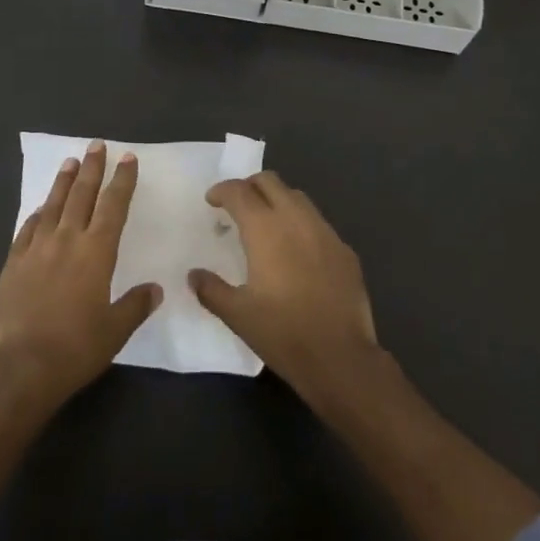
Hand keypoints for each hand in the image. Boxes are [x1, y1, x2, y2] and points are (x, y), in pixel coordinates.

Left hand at [0, 141, 160, 409]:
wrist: (24, 365)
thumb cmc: (77, 348)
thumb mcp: (116, 330)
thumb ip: (136, 305)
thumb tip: (155, 289)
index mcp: (96, 252)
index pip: (114, 206)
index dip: (122, 181)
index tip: (127, 158)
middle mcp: (67, 240)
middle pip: (82, 195)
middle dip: (92, 168)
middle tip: (97, 146)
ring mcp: (36, 248)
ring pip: (53, 205)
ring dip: (63, 181)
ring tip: (70, 162)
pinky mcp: (13, 262)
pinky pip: (27, 229)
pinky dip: (37, 214)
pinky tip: (40, 209)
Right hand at [191, 171, 380, 405]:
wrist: (341, 359)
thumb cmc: (283, 333)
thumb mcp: (237, 315)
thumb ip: (211, 289)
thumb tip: (194, 275)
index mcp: (265, 229)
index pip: (239, 191)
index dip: (222, 191)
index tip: (212, 202)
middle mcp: (296, 220)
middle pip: (270, 181)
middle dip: (249, 187)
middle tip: (237, 206)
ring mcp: (325, 232)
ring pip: (297, 197)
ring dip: (277, 200)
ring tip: (266, 224)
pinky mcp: (345, 250)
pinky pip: (318, 223)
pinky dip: (301, 224)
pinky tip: (297, 252)